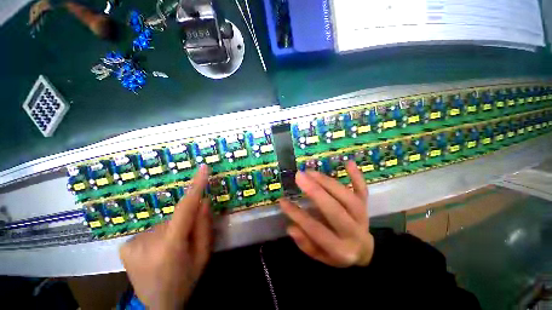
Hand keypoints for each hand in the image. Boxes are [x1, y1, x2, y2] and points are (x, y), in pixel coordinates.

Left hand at [119, 165, 211, 309]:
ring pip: (164, 224)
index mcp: (170, 247)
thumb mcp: (203, 256)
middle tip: (186, 243)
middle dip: (185, 224)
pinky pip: (152, 230)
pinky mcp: (125, 246)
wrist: (158, 305)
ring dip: (172, 231)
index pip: (185, 208)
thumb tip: (204, 201)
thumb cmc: (185, 281)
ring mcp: (132, 243)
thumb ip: (204, 227)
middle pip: (176, 218)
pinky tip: (157, 252)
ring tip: (171, 251)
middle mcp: (148, 242)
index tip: (202, 169)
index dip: (195, 187)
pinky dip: (159, 236)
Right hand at [280, 161, 373, 267]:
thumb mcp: (320, 256)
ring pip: (346, 196)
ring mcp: (362, 216)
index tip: (282, 201)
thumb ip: (306, 244)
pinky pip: (362, 190)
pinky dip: (356, 176)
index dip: (297, 215)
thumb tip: (291, 228)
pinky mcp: (366, 205)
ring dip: (327, 182)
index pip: (316, 230)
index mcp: (340, 249)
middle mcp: (353, 232)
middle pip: (334, 210)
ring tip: (310, 172)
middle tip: (298, 176)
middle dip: (315, 191)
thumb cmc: (337, 252)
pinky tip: (348, 162)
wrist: (363, 250)